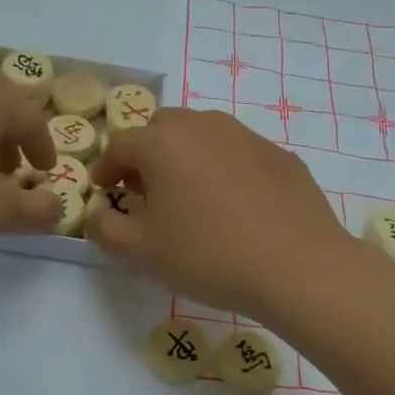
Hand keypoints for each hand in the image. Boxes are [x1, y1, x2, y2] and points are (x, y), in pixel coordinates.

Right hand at [86, 108, 354, 319]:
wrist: (298, 267)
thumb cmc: (209, 256)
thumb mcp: (142, 252)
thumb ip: (106, 228)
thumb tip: (96, 213)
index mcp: (164, 143)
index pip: (120, 145)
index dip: (106, 168)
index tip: (103, 189)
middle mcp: (205, 126)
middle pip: (163, 129)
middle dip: (146, 155)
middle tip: (145, 191)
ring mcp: (248, 137)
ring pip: (204, 136)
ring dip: (186, 158)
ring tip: (190, 197)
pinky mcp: (281, 156)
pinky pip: (239, 153)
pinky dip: (225, 169)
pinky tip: (234, 207)